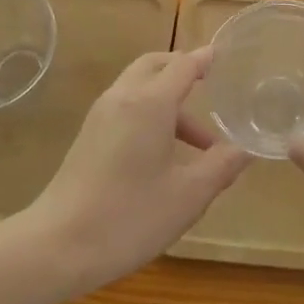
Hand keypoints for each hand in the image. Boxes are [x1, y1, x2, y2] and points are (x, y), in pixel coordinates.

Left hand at [26, 48, 251, 291]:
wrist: (56, 246)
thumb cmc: (129, 216)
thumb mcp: (189, 195)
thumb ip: (221, 166)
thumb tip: (246, 148)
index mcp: (150, 103)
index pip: (184, 65)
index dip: (207, 59)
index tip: (228, 56)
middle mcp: (123, 97)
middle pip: (156, 65)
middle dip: (184, 70)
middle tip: (212, 87)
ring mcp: (100, 116)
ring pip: (139, 87)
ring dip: (170, 101)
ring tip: (200, 144)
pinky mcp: (88, 137)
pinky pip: (126, 107)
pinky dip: (151, 114)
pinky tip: (166, 156)